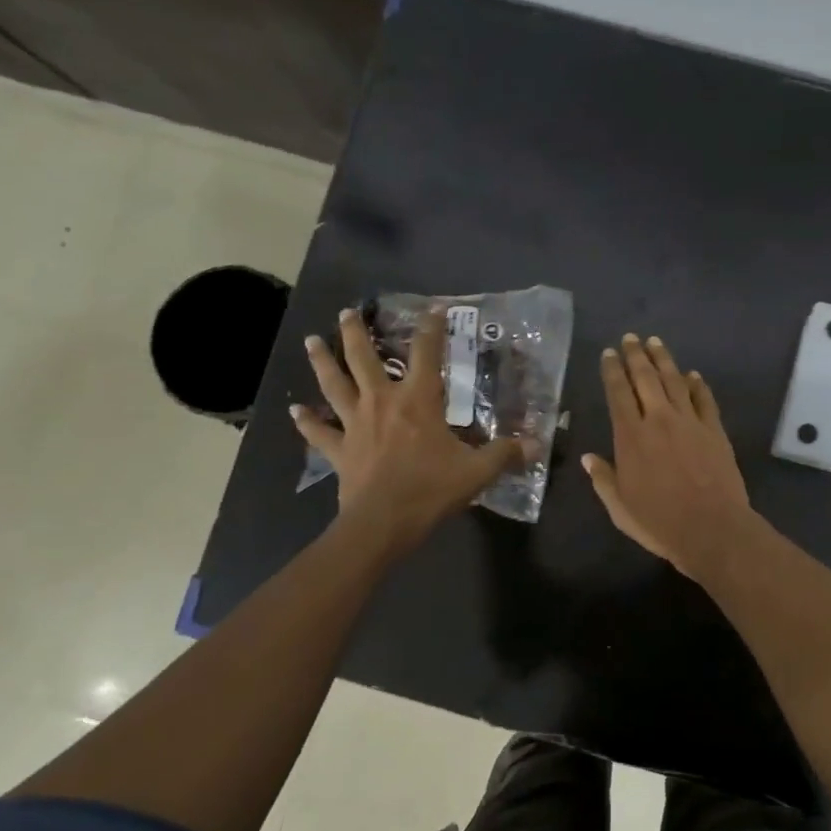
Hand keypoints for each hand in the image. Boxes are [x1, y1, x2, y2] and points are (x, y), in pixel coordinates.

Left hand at [292, 307, 525, 549]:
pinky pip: (319, 432)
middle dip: (356, 332)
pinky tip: (295, 411)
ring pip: (334, 385)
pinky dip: (306, 421)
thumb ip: (505, 454)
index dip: (432, 328)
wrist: (383, 523)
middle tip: (347, 312)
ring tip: (312, 341)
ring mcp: (355, 424)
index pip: (428, 353)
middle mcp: (382, 402)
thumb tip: (536, 445)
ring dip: (322, 362)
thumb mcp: (477, 471)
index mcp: (418, 401)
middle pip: (363, 358)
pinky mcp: (339, 450)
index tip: (434, 307)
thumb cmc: (431, 489)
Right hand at [583, 333, 752, 576]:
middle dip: (636, 355)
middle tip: (631, 338)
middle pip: (646, 378)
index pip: (618, 394)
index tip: (609, 354)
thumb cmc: (660, 523)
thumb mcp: (620, 507)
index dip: (612, 371)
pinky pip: (704, 399)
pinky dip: (697, 384)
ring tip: (656, 342)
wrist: (712, 528)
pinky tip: (693, 375)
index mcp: (631, 437)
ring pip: (675, 381)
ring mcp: (690, 422)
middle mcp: (659, 420)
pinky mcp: (715, 430)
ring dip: (664, 360)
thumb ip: (603, 479)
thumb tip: (589, 458)